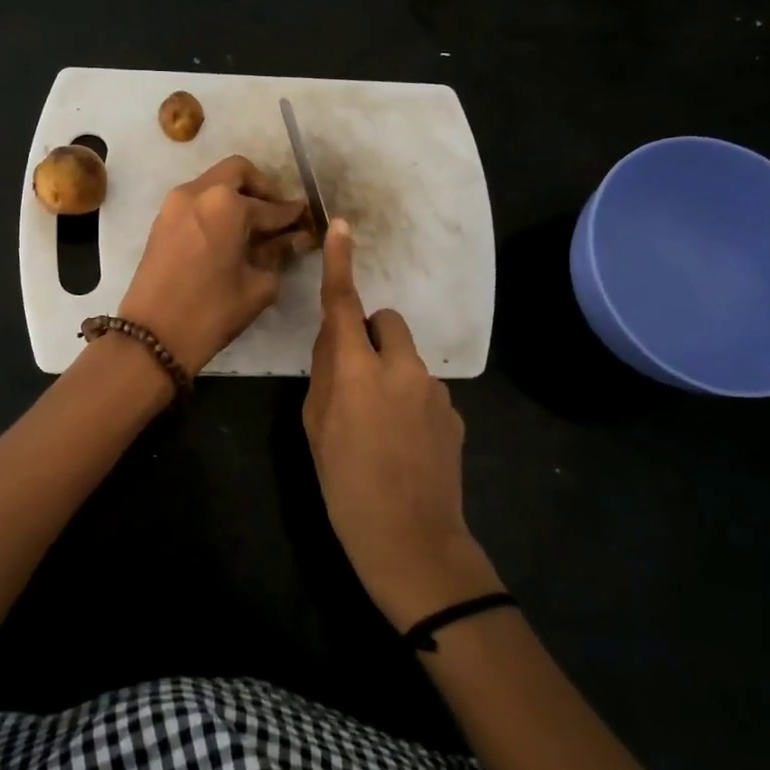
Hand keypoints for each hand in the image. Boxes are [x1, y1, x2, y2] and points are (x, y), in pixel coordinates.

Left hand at [118, 156, 310, 375]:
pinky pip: (196, 200)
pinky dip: (215, 208)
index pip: (270, 205)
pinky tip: (229, 235)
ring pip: (213, 183)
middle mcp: (198, 192)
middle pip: (238, 173)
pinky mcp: (161, 221)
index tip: (305, 219)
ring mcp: (174, 204)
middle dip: (262, 188)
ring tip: (253, 227)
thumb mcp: (257, 285)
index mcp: (226, 204)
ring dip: (236, 196)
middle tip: (276, 214)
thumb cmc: (212, 312)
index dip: (291, 214)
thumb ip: (278, 254)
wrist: (152, 337)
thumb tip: (295, 239)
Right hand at [303, 219, 498, 627]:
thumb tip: (335, 342)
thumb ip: (324, 375)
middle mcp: (401, 368)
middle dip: (368, 335)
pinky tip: (404, 443)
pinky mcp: (454, 412)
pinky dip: (410, 399)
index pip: (345, 305)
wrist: (412, 541)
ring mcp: (434, 390)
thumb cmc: (346, 487)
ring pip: (405, 357)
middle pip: (386, 321)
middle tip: (354, 378)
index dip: (341, 264)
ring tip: (378, 425)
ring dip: (389, 371)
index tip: (342, 228)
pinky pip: (424, 387)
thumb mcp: (315, 429)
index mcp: (358, 371)